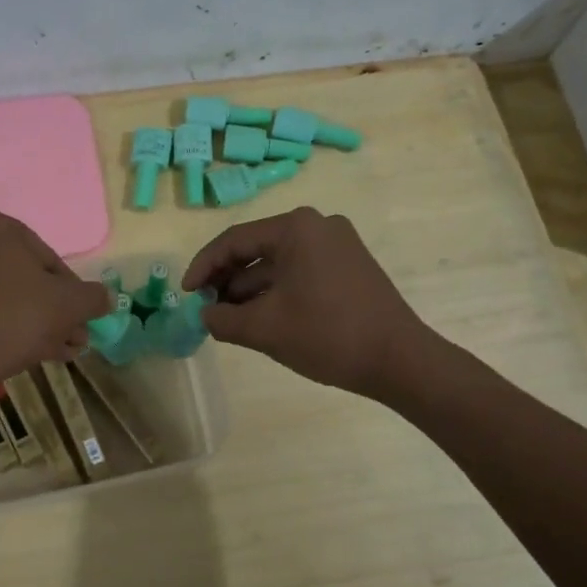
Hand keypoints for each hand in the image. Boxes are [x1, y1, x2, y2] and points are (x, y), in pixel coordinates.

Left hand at [0, 212, 108, 412]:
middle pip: (28, 279)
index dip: (73, 291)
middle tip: (74, 337)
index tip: (82, 316)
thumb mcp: (70, 305)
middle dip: (55, 310)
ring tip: (61, 351)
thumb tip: (106, 298)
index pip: (51, 259)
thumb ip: (94, 297)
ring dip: (39, 322)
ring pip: (9, 297)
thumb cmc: (17, 319)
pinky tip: (33, 353)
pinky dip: (10, 327)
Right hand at [183, 206, 451, 399]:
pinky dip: (276, 292)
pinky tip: (261, 318)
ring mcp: (337, 245)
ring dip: (250, 290)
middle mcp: (318, 225)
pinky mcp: (349, 266)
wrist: (400, 360)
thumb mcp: (264, 329)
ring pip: (277, 263)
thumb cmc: (328, 335)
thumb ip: (222, 319)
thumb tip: (205, 315)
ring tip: (228, 320)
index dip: (203, 267)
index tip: (186, 294)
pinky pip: (299, 272)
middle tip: (206, 309)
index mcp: (296, 227)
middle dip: (227, 280)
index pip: (234, 241)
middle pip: (256, 249)